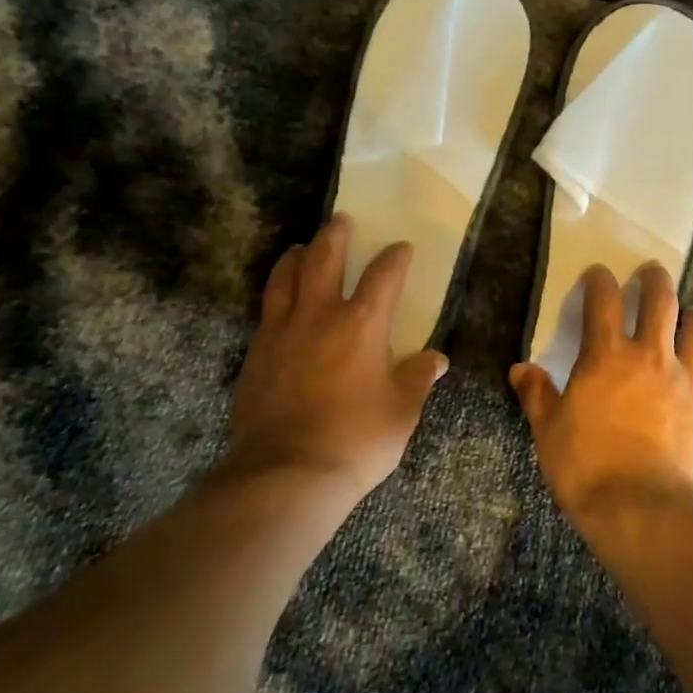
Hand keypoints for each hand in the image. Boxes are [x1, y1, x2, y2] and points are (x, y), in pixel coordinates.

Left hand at [221, 214, 448, 504]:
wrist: (286, 473)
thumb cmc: (357, 439)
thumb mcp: (402, 411)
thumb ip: (418, 378)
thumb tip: (437, 359)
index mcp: (362, 324)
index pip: (383, 276)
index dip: (395, 257)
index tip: (401, 248)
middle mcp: (319, 316)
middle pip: (324, 259)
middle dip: (335, 235)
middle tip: (340, 219)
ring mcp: (281, 332)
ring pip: (285, 278)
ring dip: (295, 257)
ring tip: (300, 248)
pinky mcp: (255, 354)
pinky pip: (265, 311)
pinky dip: (275, 295)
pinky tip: (279, 303)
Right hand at [509, 262, 692, 524]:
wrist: (646, 511)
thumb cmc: (588, 468)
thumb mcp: (549, 432)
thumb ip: (537, 395)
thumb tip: (521, 369)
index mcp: (607, 357)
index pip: (603, 299)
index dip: (599, 279)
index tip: (597, 273)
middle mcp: (651, 356)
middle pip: (661, 299)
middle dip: (654, 278)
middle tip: (650, 272)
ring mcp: (687, 380)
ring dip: (689, 315)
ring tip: (684, 316)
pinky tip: (690, 381)